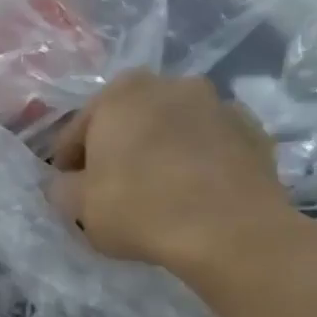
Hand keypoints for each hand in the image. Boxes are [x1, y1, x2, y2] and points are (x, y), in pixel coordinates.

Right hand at [47, 73, 310, 288]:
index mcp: (119, 94)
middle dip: (118, 149)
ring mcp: (219, 103)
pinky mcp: (254, 131)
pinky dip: (199, 162)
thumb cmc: (140, 209)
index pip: (78, 130)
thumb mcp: (78, 207)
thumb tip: (67, 184)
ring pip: (173, 129)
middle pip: (129, 122)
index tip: (69, 191)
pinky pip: (210, 145)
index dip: (69, 164)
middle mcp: (170, 84)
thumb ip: (62, 188)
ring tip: (158, 192)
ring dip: (160, 151)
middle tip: (111, 189)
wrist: (230, 232)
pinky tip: (194, 195)